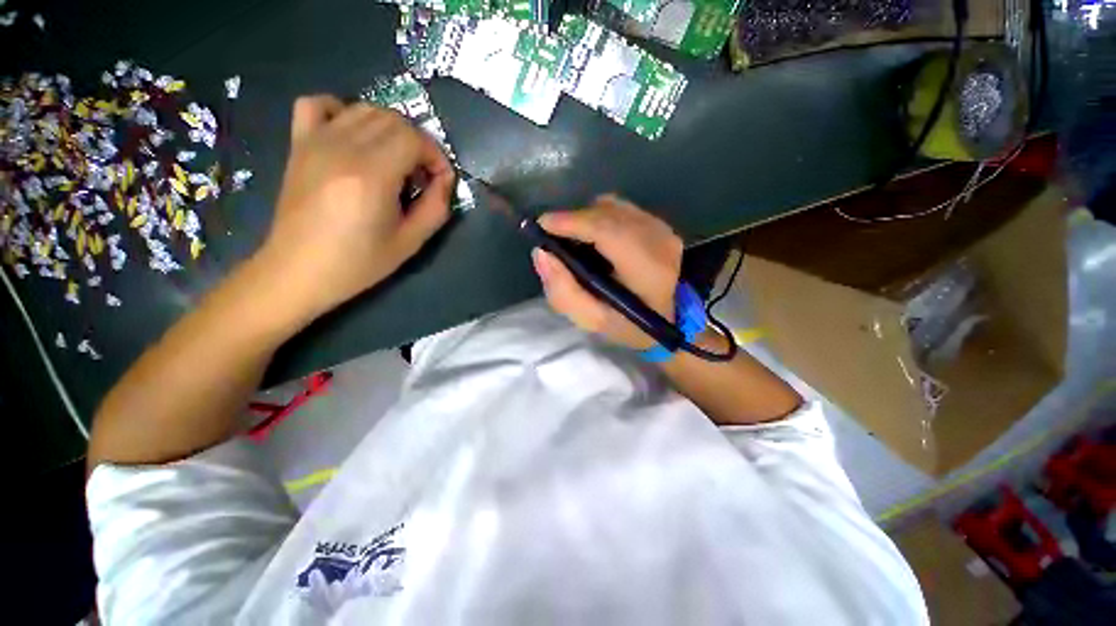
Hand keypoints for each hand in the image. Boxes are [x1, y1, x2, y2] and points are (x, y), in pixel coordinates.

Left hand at [256, 95, 454, 319]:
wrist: (299, 270)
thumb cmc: (358, 262)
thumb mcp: (411, 242)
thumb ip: (436, 207)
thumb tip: (445, 180)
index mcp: (372, 175)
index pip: (414, 139)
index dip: (436, 156)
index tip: (440, 180)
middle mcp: (343, 148)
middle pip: (393, 120)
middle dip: (418, 143)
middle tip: (420, 175)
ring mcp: (316, 141)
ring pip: (364, 109)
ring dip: (390, 130)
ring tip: (394, 160)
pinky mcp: (299, 144)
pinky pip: (318, 104)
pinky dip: (342, 111)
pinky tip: (352, 136)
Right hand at [533, 196, 682, 349]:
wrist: (671, 320)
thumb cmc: (630, 325)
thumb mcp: (592, 320)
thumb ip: (563, 291)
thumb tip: (541, 254)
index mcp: (646, 267)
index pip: (605, 229)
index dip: (570, 222)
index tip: (542, 225)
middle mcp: (657, 239)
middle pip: (606, 213)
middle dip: (573, 220)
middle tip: (553, 237)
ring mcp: (662, 228)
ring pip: (612, 206)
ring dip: (587, 218)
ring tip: (574, 239)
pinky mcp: (660, 224)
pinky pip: (621, 209)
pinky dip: (600, 217)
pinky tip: (595, 238)